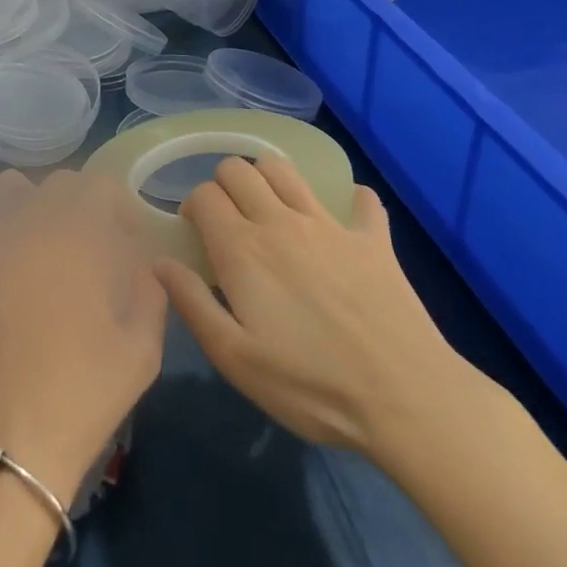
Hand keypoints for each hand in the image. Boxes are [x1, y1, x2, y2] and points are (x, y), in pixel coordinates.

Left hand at [0, 168, 166, 506]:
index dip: (115, 210)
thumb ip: (150, 288)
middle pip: (52, 186)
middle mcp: (20, 217)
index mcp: (74, 230)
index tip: (121, 244)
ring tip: (28, 255)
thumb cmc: (82, 393)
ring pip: (1, 193)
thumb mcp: (144, 346)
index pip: (97, 185)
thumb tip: (137, 260)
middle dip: (74, 212)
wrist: (7, 445)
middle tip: (78, 256)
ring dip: (22, 211)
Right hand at [155, 157, 472, 461]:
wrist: (407, 399)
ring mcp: (329, 225)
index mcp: (243, 248)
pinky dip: (349, 202)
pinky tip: (344, 222)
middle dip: (224, 183)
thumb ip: (192, 304)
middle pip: (239, 168)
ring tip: (271, 210)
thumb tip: (160, 263)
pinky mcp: (372, 239)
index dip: (193, 207)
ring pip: (286, 169)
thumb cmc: (311, 385)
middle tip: (229, 221)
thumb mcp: (236, 359)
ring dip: (269, 177)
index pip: (204, 194)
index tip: (198, 235)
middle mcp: (280, 221)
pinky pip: (360, 201)